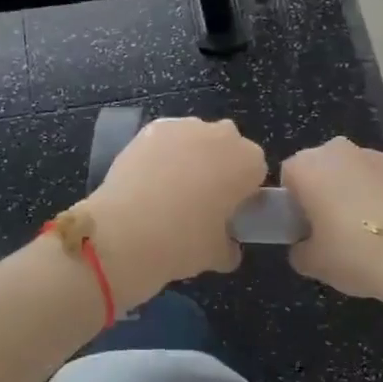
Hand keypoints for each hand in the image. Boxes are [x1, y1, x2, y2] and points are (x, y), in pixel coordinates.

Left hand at [85, 117, 266, 308]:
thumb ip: (230, 246)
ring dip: (190, 156)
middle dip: (219, 165)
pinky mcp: (151, 128)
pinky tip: (149, 178)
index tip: (229, 211)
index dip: (243, 191)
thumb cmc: (184, 242)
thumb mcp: (218, 255)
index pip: (256, 171)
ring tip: (170, 189)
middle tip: (202, 198)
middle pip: (227, 146)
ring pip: (196, 138)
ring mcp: (184, 126)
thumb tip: (228, 246)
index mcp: (248, 162)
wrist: (127, 231)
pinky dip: (162, 153)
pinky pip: (166, 139)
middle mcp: (221, 135)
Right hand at [281, 137, 382, 326]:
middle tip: (333, 227)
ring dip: (354, 189)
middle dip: (324, 190)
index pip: (288, 177)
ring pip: (353, 169)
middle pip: (321, 167)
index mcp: (307, 167)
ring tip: (369, 227)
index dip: (294, 203)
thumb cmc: (356, 256)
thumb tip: (303, 244)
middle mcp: (337, 150)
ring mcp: (375, 154)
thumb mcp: (313, 263)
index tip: (306, 227)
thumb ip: (298, 249)